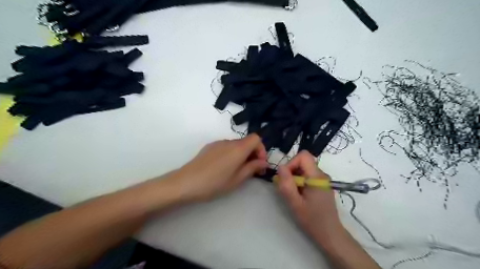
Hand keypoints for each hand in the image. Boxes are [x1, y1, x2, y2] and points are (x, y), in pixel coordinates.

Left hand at [172, 133, 268, 200]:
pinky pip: (226, 147)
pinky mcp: (210, 147)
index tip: (260, 163)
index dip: (261, 149)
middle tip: (251, 170)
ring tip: (237, 171)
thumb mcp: (237, 179)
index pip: (256, 138)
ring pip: (236, 145)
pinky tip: (224, 167)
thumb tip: (264, 162)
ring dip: (242, 155)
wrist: (186, 182)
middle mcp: (229, 142)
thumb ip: (252, 168)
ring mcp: (218, 143)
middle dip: (252, 154)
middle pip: (247, 141)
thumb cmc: (214, 183)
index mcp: (238, 148)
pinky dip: (231, 154)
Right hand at [278, 150, 345, 244]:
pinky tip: (299, 194)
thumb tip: (280, 167)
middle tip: (286, 187)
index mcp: (317, 176)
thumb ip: (287, 184)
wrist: (330, 234)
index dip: (291, 163)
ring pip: (304, 168)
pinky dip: (299, 181)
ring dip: (294, 177)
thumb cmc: (312, 220)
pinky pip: (307, 175)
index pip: (303, 156)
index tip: (285, 177)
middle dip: (291, 171)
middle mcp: (321, 174)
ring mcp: (322, 179)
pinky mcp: (321, 185)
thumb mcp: (295, 203)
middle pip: (303, 161)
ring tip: (292, 193)